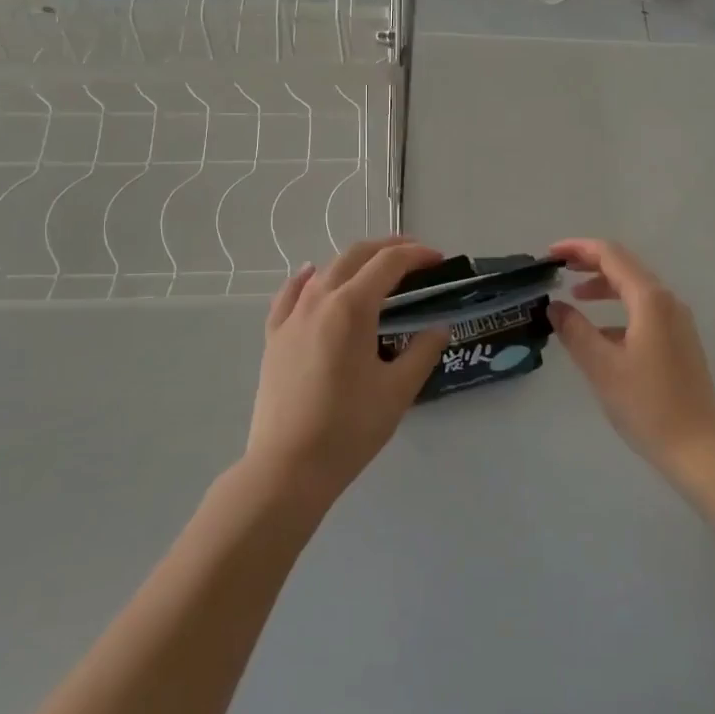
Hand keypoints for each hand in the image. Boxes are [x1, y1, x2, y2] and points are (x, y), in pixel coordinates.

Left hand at [247, 237, 450, 500]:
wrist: (288, 466)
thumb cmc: (349, 428)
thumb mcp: (398, 391)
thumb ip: (422, 351)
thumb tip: (439, 328)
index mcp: (352, 307)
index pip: (389, 264)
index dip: (417, 255)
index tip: (439, 259)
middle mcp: (319, 300)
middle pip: (355, 256)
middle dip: (388, 247)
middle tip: (415, 254)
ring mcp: (292, 317)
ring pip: (325, 271)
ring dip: (355, 261)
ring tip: (376, 268)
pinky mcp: (274, 337)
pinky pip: (291, 294)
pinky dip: (308, 278)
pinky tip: (313, 275)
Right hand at [546, 239, 714, 483]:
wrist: (700, 449)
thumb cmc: (648, 405)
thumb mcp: (601, 367)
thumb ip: (574, 330)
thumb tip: (554, 306)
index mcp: (650, 300)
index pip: (610, 255)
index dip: (578, 249)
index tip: (549, 255)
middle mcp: (667, 302)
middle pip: (625, 266)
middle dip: (590, 263)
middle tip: (557, 269)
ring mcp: (677, 322)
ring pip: (635, 289)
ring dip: (603, 286)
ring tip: (573, 297)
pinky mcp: (679, 341)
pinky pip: (644, 310)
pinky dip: (618, 309)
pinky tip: (600, 333)